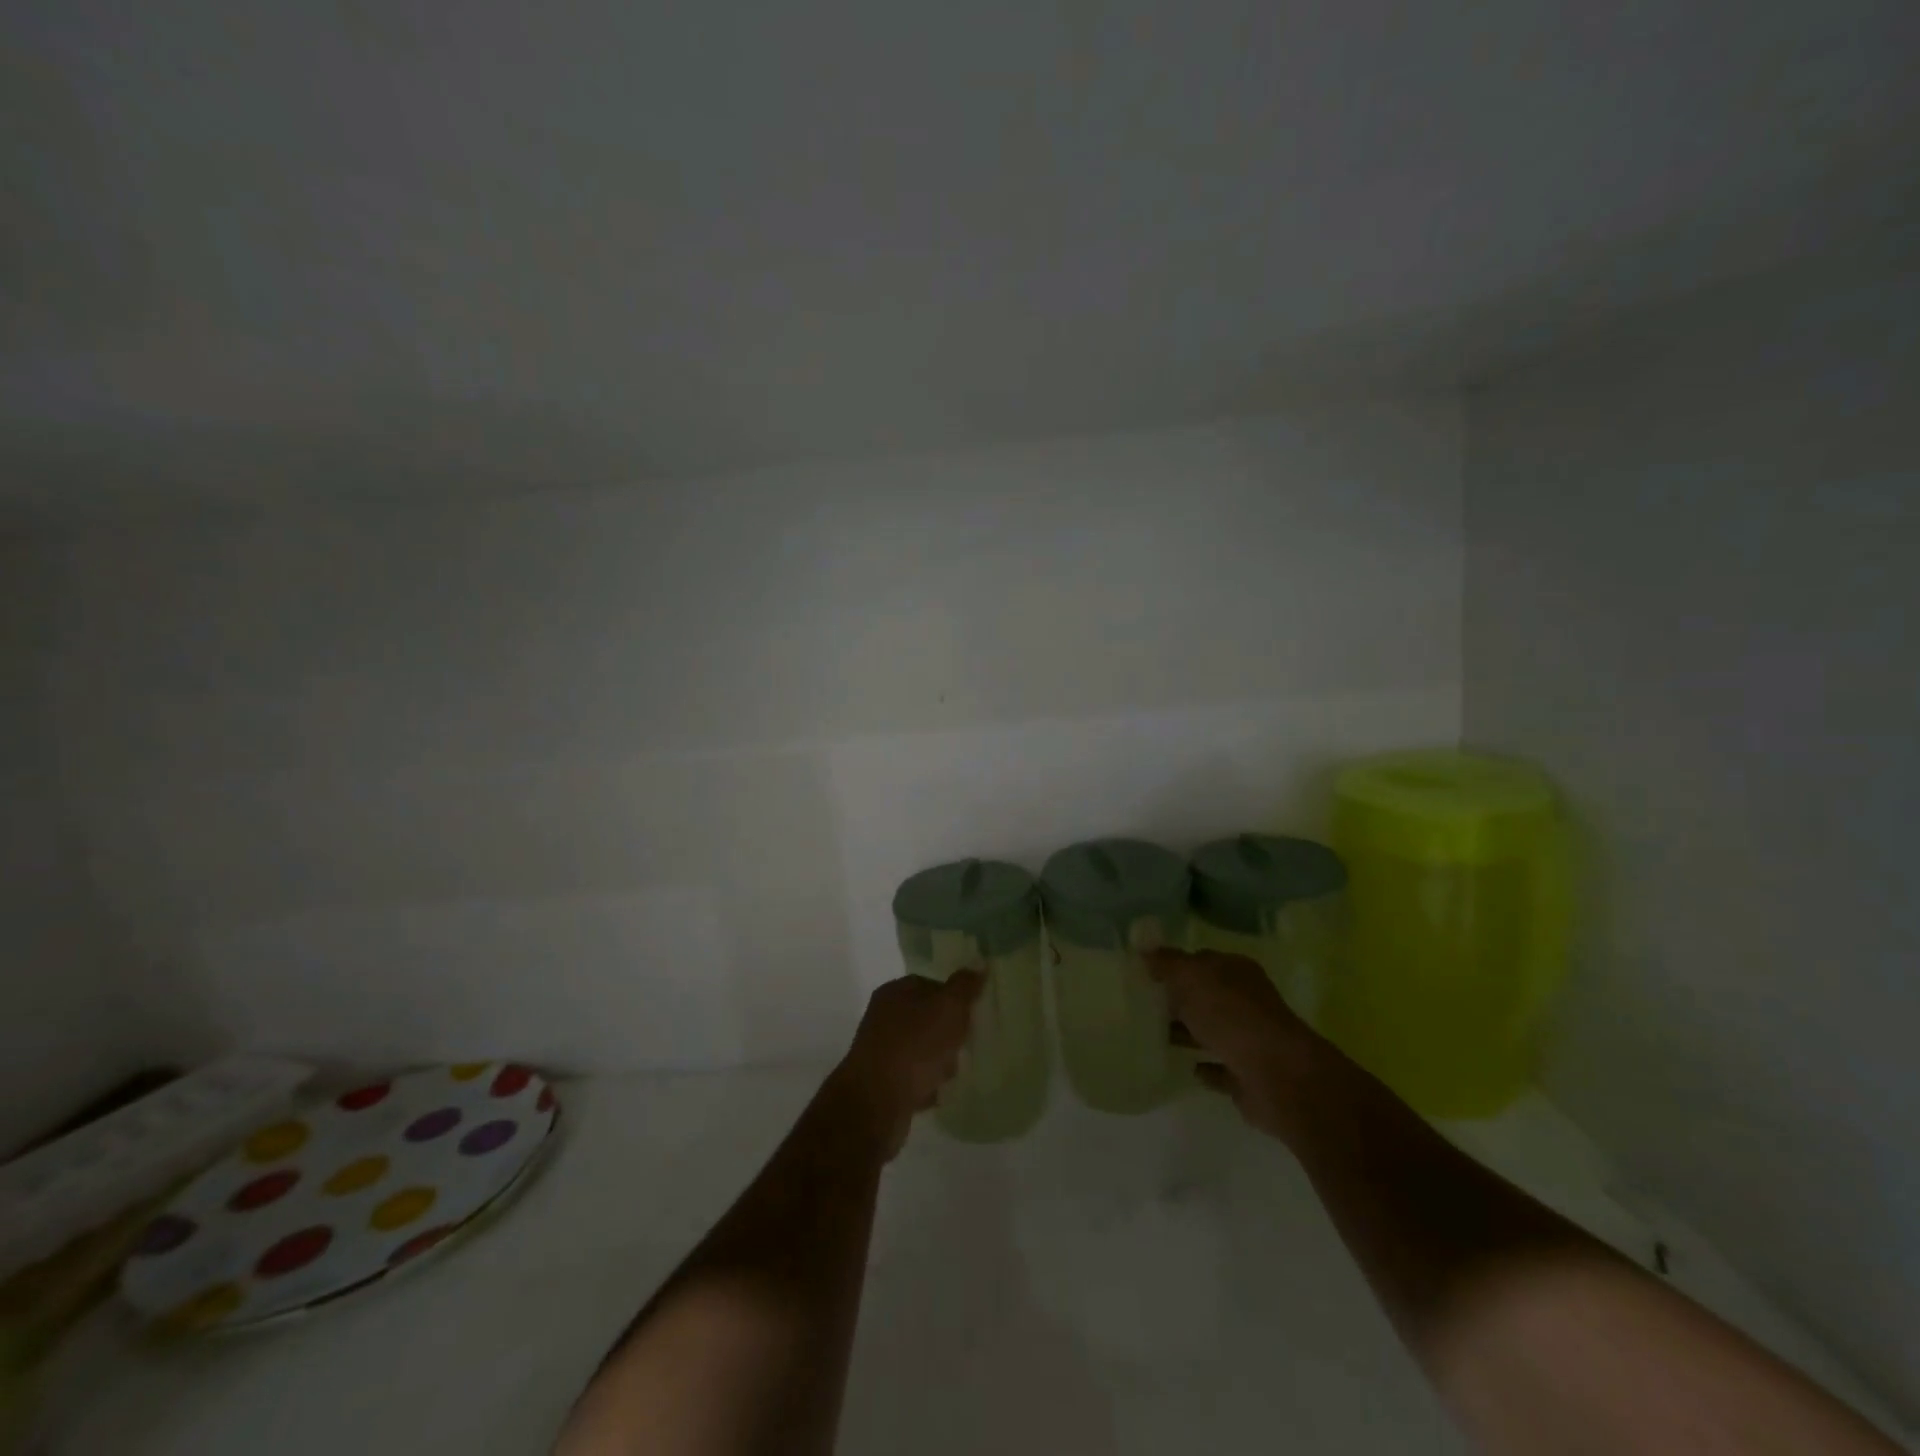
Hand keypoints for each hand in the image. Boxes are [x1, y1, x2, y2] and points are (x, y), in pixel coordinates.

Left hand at [831, 971, 983, 1158]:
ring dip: (939, 1062)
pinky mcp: (882, 1082)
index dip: (954, 998)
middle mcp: (884, 1016)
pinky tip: (936, 1094)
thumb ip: (965, 986)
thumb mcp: (948, 1008)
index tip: (971, 1016)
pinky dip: (926, 1085)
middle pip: (928, 1019)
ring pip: (922, 1049)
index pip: (931, 985)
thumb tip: (979, 964)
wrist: (876, 1103)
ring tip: (949, 1075)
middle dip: (949, 1034)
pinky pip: (914, 1078)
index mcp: (895, 991)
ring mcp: (881, 1050)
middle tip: (963, 1047)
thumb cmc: (915, 1046)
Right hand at [1150, 949, 1326, 1145]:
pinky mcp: (1250, 1075)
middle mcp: (1247, 1000)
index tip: (1146, 974)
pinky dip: (1207, 1067)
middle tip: (1144, 1005)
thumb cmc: (1230, 1014)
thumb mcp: (1190, 977)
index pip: (1202, 960)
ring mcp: (1251, 1039)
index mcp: (1236, 971)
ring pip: (1213, 1031)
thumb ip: (1167, 963)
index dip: (1175, 965)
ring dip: (1190, 1033)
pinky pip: (1222, 1067)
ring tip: (1156, 1036)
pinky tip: (1188, 1068)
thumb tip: (1145, 950)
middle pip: (1207, 996)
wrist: (1276, 1074)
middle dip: (1180, 999)